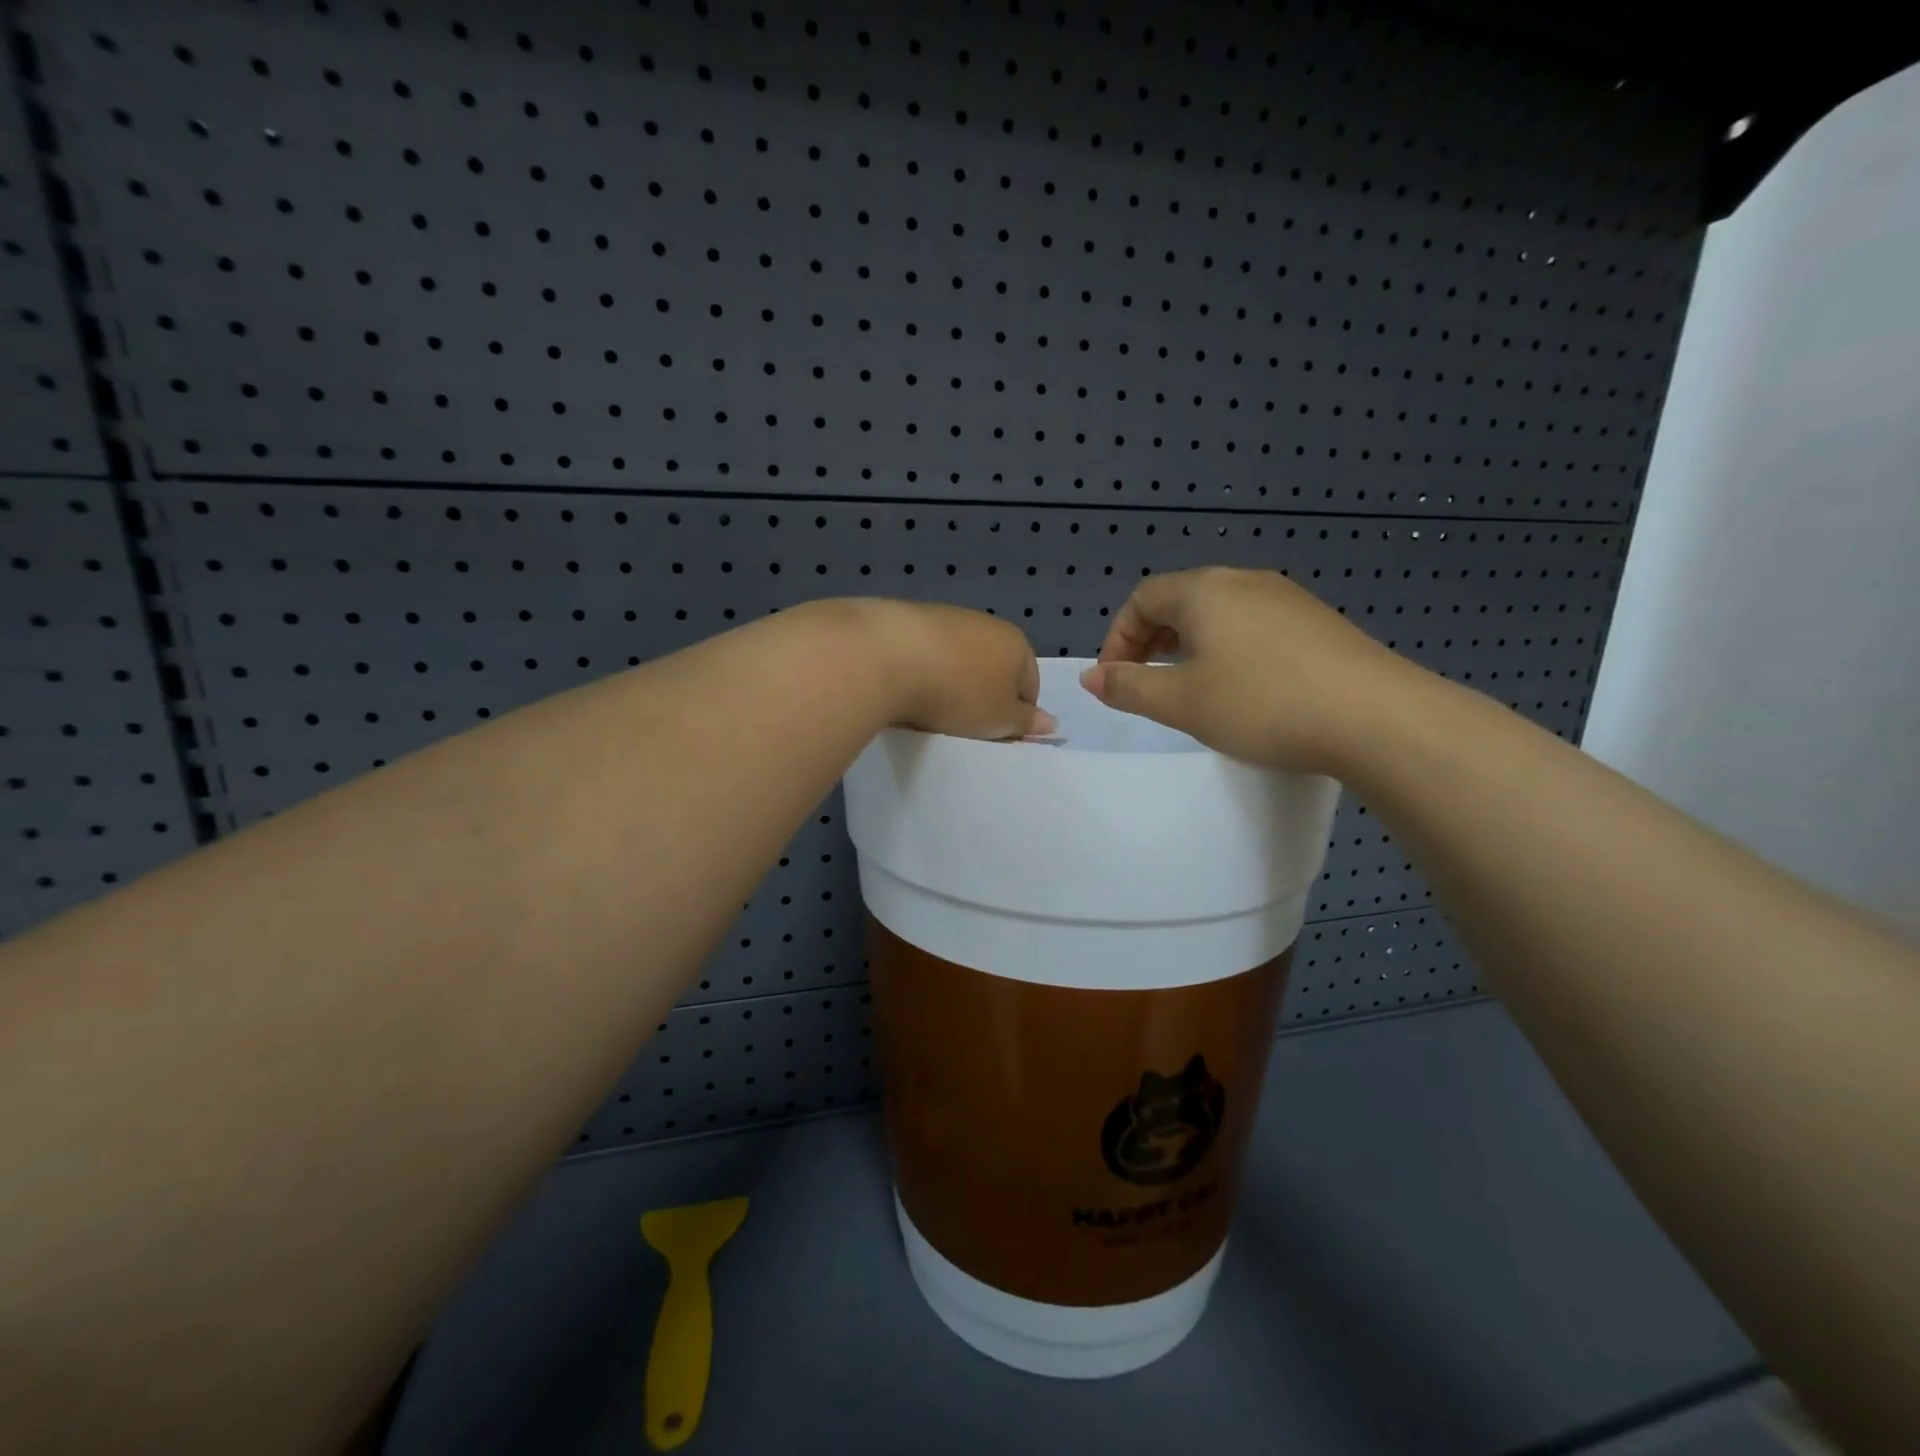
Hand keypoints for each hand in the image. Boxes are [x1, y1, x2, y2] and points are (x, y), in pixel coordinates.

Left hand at [856, 600, 1055, 740]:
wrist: (888, 655)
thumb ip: (1025, 722)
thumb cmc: (958, 693)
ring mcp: (947, 617)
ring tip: (932, 711)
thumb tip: (1051, 722)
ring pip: (959, 660)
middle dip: (983, 697)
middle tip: (965, 727)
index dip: (1016, 715)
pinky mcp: (909, 619)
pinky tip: (908, 690)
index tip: (996, 737)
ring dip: (952, 683)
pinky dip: (923, 671)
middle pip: (993, 669)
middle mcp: (986, 623)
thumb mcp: (999, 719)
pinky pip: (927, 654)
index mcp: (1017, 643)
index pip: (1029, 685)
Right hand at [1079, 567, 1411, 772]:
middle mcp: (1244, 581)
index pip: (1143, 598)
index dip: (1119, 637)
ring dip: (1190, 643)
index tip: (1116, 678)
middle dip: (1151, 639)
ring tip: (1189, 684)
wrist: (1375, 716)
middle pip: (1181, 599)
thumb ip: (1129, 688)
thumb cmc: (1261, 704)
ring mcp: (1286, 598)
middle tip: (1145, 681)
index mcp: (1204, 591)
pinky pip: (1253, 624)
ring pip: (1219, 611)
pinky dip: (1228, 647)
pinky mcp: (1317, 622)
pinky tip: (1242, 685)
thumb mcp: (1181, 702)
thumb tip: (1092, 677)